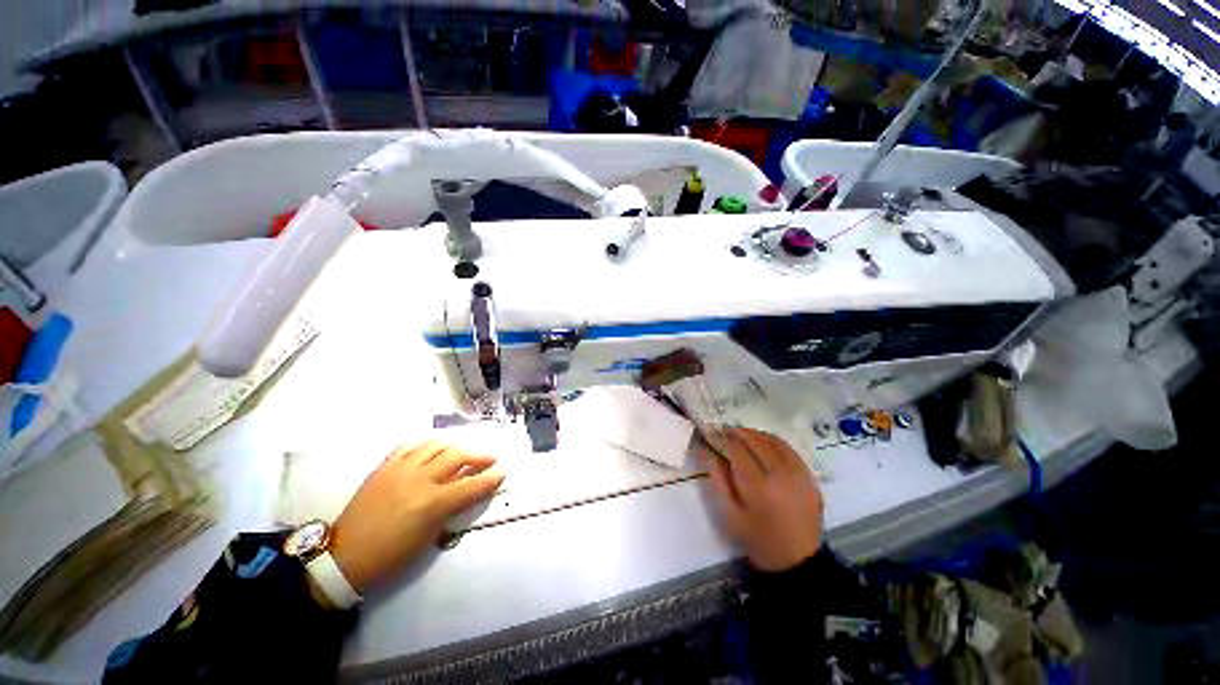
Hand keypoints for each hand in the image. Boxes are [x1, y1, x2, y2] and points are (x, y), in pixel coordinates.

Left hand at [329, 441, 503, 592]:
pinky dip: (427, 445)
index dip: (491, 478)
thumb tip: (468, 493)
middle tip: (490, 457)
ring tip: (464, 450)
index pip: (472, 485)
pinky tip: (433, 449)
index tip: (503, 471)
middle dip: (479, 455)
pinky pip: (410, 446)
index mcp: (433, 503)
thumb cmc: (392, 556)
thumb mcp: (429, 538)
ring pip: (436, 445)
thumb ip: (451, 510)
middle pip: (458, 456)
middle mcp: (420, 480)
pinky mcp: (385, 467)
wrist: (346, 557)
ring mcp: (401, 469)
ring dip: (455, 446)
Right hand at [699, 427, 823, 572]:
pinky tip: (761, 441)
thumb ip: (716, 478)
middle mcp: (779, 474)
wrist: (798, 561)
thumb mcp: (729, 514)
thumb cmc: (757, 539)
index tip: (708, 433)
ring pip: (770, 440)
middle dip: (734, 432)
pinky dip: (771, 439)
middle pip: (754, 441)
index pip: (735, 450)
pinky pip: (787, 447)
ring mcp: (797, 473)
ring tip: (737, 435)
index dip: (720, 438)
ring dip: (751, 433)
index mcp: (758, 486)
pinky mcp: (808, 475)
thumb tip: (704, 450)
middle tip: (720, 431)